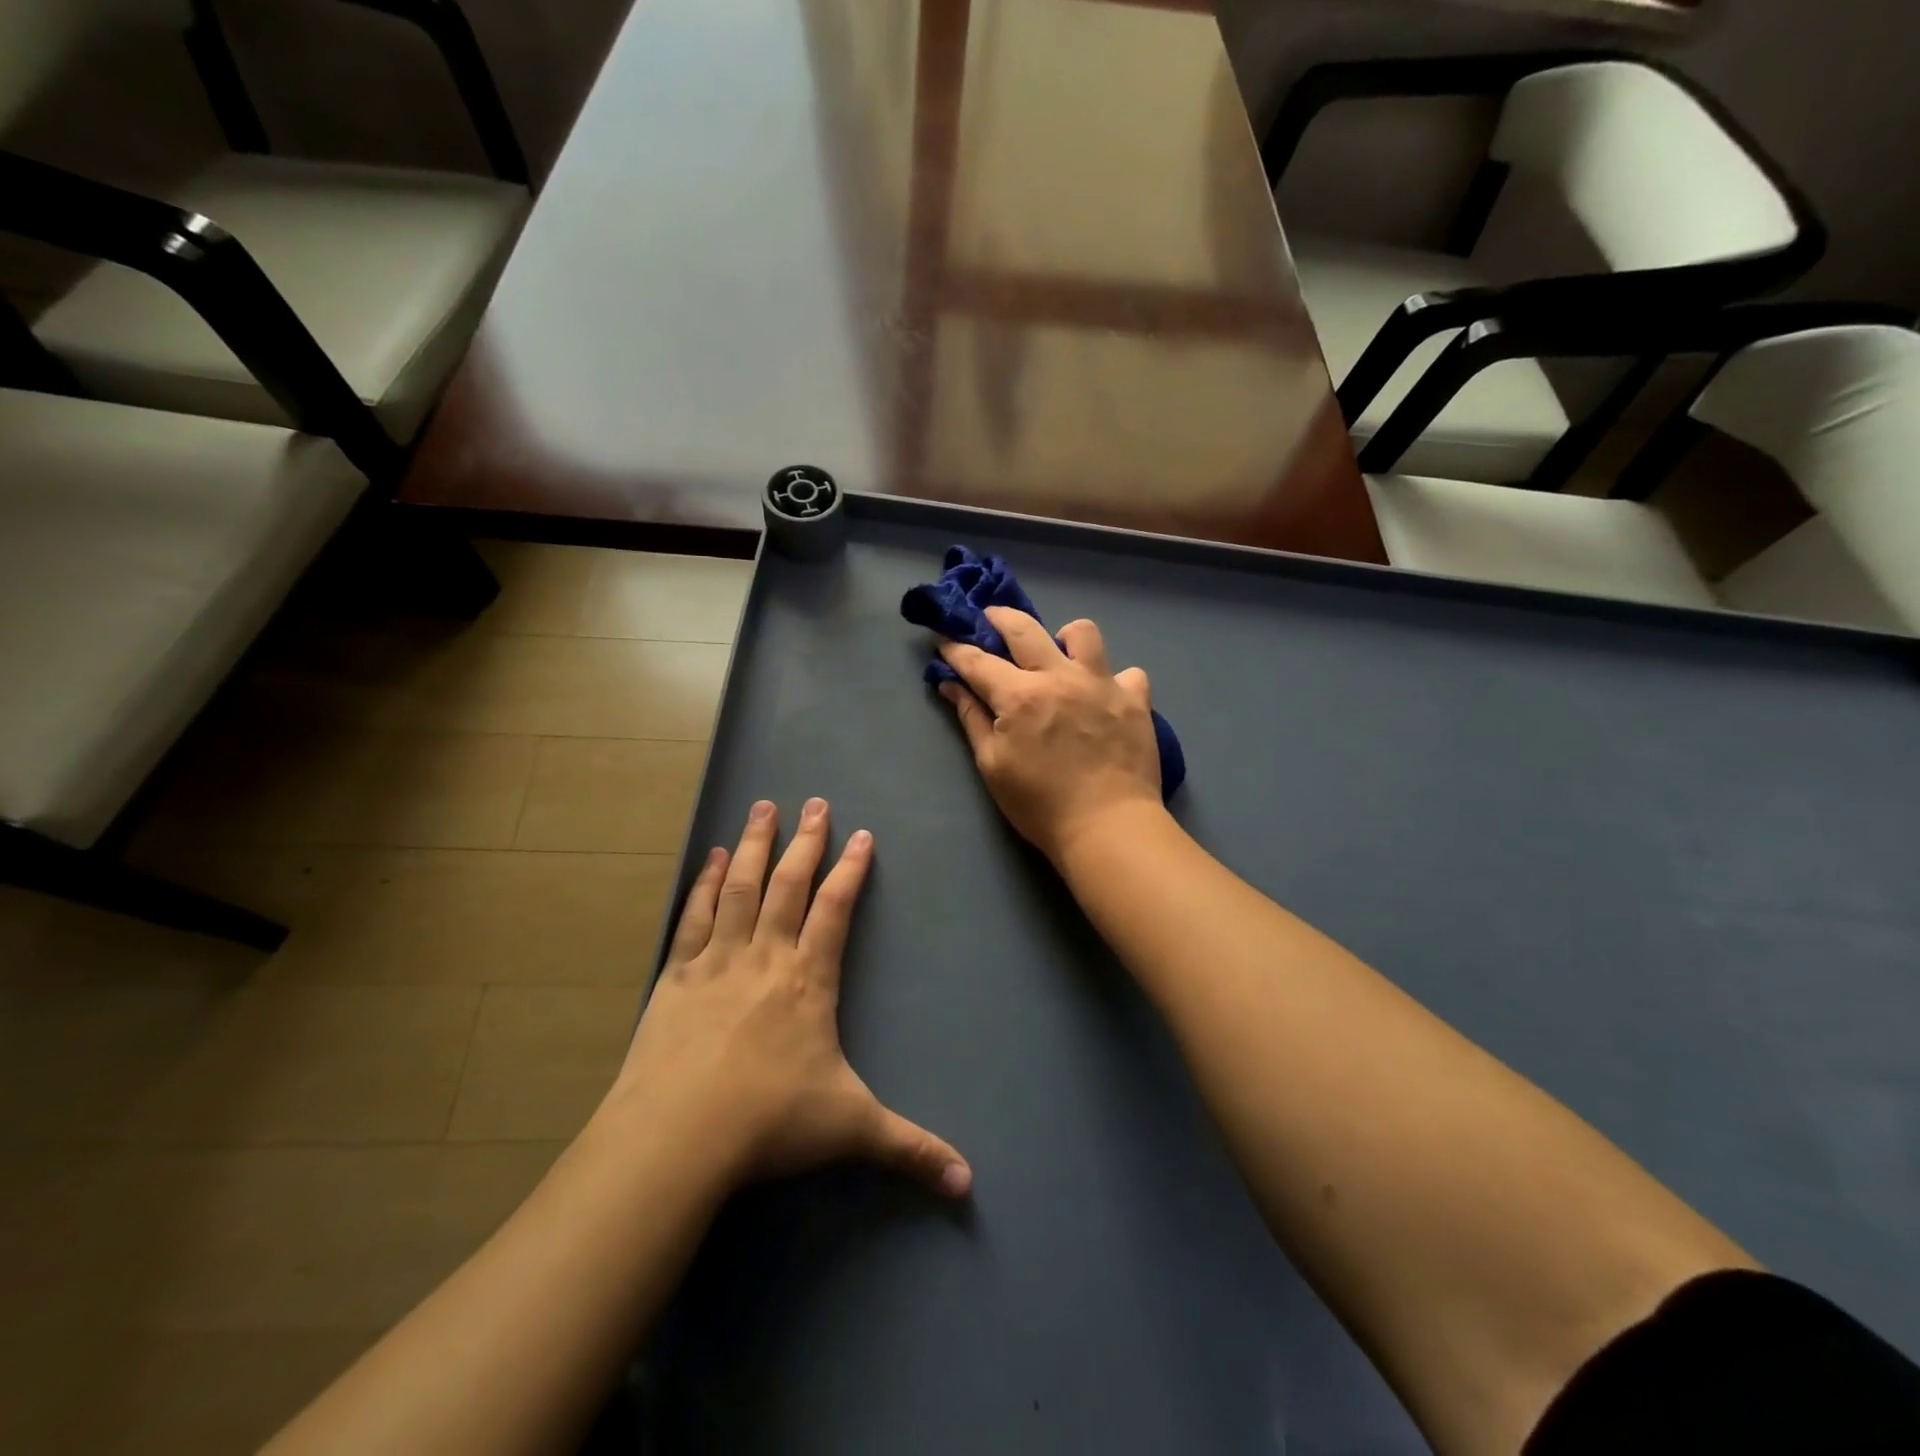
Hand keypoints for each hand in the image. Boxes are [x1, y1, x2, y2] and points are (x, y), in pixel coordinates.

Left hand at [611, 798, 971, 1198]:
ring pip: (742, 888)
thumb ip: (910, 1148)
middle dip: (806, 842)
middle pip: (790, 885)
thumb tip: (968, 1184)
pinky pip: (696, 917)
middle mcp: (766, 957)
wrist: (677, 1138)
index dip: (850, 870)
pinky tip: (714, 857)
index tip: (860, 834)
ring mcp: (718, 962)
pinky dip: (706, 884)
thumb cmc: (770, 1124)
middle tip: (814, 802)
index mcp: (808, 981)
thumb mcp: (851, 1131)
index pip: (836, 910)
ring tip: (763, 807)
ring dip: (756, 846)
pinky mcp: (677, 977)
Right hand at [938, 607, 1164, 863]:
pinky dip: (1114, 681)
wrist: (1108, 828)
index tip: (943, 637)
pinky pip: (1128, 673)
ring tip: (1060, 657)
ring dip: (1064, 638)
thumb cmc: (1040, 805)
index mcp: (1020, 696)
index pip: (977, 661)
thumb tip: (953, 685)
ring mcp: (1102, 684)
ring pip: (1083, 633)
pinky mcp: (1135, 700)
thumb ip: (973, 719)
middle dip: (999, 617)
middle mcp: (1060, 677)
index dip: (955, 647)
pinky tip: (1105, 698)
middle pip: (1024, 628)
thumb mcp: (993, 766)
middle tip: (989, 619)